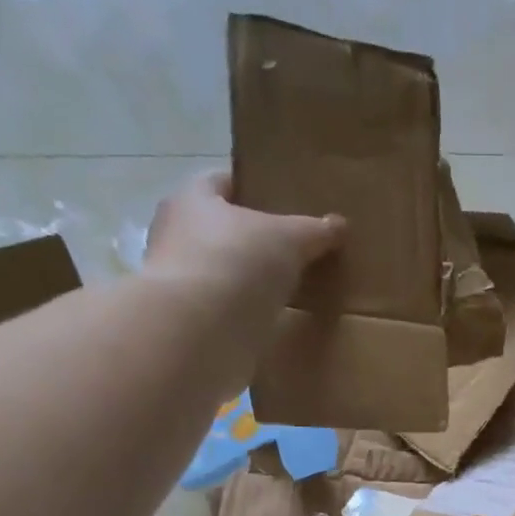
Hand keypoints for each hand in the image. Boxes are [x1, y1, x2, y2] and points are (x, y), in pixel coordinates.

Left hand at [143, 170, 343, 319]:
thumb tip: (338, 224)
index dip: (253, 187)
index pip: (222, 182)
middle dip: (253, 237)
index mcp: (191, 200)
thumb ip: (314, 230)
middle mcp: (176, 236)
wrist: (198, 334)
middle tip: (294, 247)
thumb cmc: (236, 263)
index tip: (283, 200)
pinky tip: (273, 319)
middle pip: (221, 229)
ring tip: (289, 285)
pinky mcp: (190, 323)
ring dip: (248, 278)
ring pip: (223, 271)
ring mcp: (180, 284)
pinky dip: (246, 313)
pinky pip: (225, 310)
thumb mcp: (289, 239)